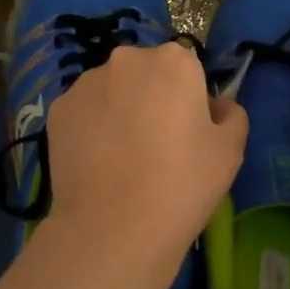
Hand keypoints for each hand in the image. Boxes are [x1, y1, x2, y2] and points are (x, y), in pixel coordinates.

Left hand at [44, 42, 248, 258]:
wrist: (114, 228)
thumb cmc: (183, 184)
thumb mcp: (230, 150)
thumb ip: (231, 114)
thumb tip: (218, 106)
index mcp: (174, 61)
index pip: (187, 68)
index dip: (190, 98)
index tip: (189, 131)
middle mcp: (126, 60)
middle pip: (146, 73)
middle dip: (152, 97)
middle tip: (157, 145)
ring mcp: (85, 84)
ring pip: (111, 90)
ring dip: (120, 110)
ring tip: (123, 158)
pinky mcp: (57, 111)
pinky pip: (84, 112)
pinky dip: (92, 129)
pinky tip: (98, 164)